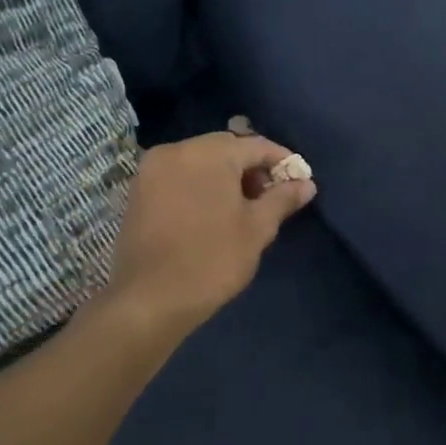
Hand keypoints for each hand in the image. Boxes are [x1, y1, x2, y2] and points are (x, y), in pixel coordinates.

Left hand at [99, 132, 315, 336]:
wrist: (151, 299)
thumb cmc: (213, 260)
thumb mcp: (257, 228)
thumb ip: (282, 199)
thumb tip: (307, 184)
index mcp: (208, 153)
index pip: (256, 145)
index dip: (282, 161)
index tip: (300, 181)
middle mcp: (176, 150)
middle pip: (226, 149)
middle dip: (252, 168)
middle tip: (272, 197)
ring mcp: (151, 170)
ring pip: (200, 161)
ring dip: (226, 177)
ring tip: (244, 208)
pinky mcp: (138, 191)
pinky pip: (179, 176)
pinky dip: (200, 185)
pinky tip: (213, 212)